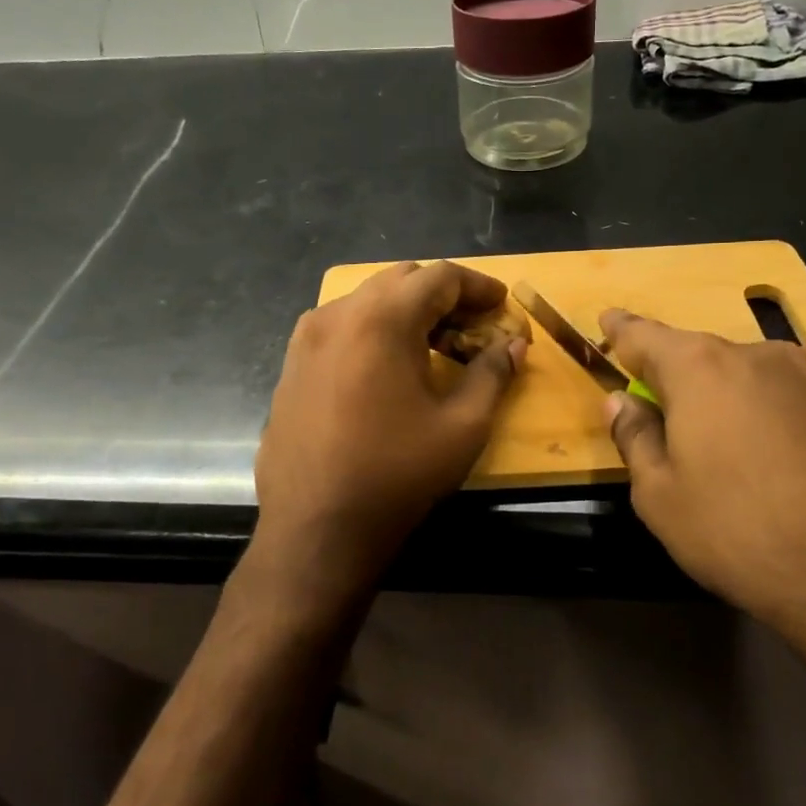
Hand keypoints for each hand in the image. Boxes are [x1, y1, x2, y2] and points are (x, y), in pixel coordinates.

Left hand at [253, 261, 526, 603]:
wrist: (315, 529)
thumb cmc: (397, 475)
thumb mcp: (462, 426)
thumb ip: (492, 373)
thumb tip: (513, 344)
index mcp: (381, 319)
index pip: (438, 277)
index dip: (477, 286)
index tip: (502, 304)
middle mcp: (338, 315)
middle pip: (400, 281)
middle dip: (442, 295)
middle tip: (472, 326)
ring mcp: (306, 339)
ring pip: (366, 301)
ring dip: (406, 311)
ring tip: (433, 345)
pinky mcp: (291, 365)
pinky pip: (341, 327)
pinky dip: (373, 330)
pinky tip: (388, 367)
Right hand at [598, 309, 805, 627]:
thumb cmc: (741, 529)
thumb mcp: (661, 496)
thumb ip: (635, 438)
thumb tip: (623, 402)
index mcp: (699, 367)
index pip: (644, 335)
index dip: (621, 331)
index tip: (607, 321)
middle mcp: (755, 358)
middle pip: (697, 355)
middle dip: (671, 375)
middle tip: (654, 407)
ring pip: (742, 379)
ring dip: (718, 399)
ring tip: (710, 447)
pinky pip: (780, 401)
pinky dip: (757, 418)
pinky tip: (762, 463)